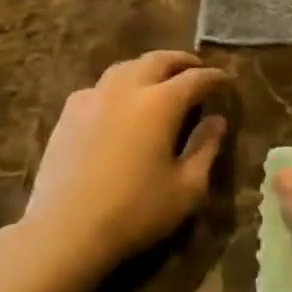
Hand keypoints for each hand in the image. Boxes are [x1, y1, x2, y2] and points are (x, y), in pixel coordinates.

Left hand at [17, 51, 228, 286]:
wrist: (64, 231)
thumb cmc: (135, 211)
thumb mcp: (187, 188)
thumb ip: (206, 148)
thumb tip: (217, 120)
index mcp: (161, 103)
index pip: (196, 78)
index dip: (215, 77)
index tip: (227, 80)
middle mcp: (128, 89)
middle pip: (158, 60)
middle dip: (182, 61)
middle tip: (196, 69)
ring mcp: (93, 98)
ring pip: (126, 67)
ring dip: (148, 67)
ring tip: (159, 78)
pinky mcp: (68, 114)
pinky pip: (99, 87)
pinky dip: (118, 85)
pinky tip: (118, 102)